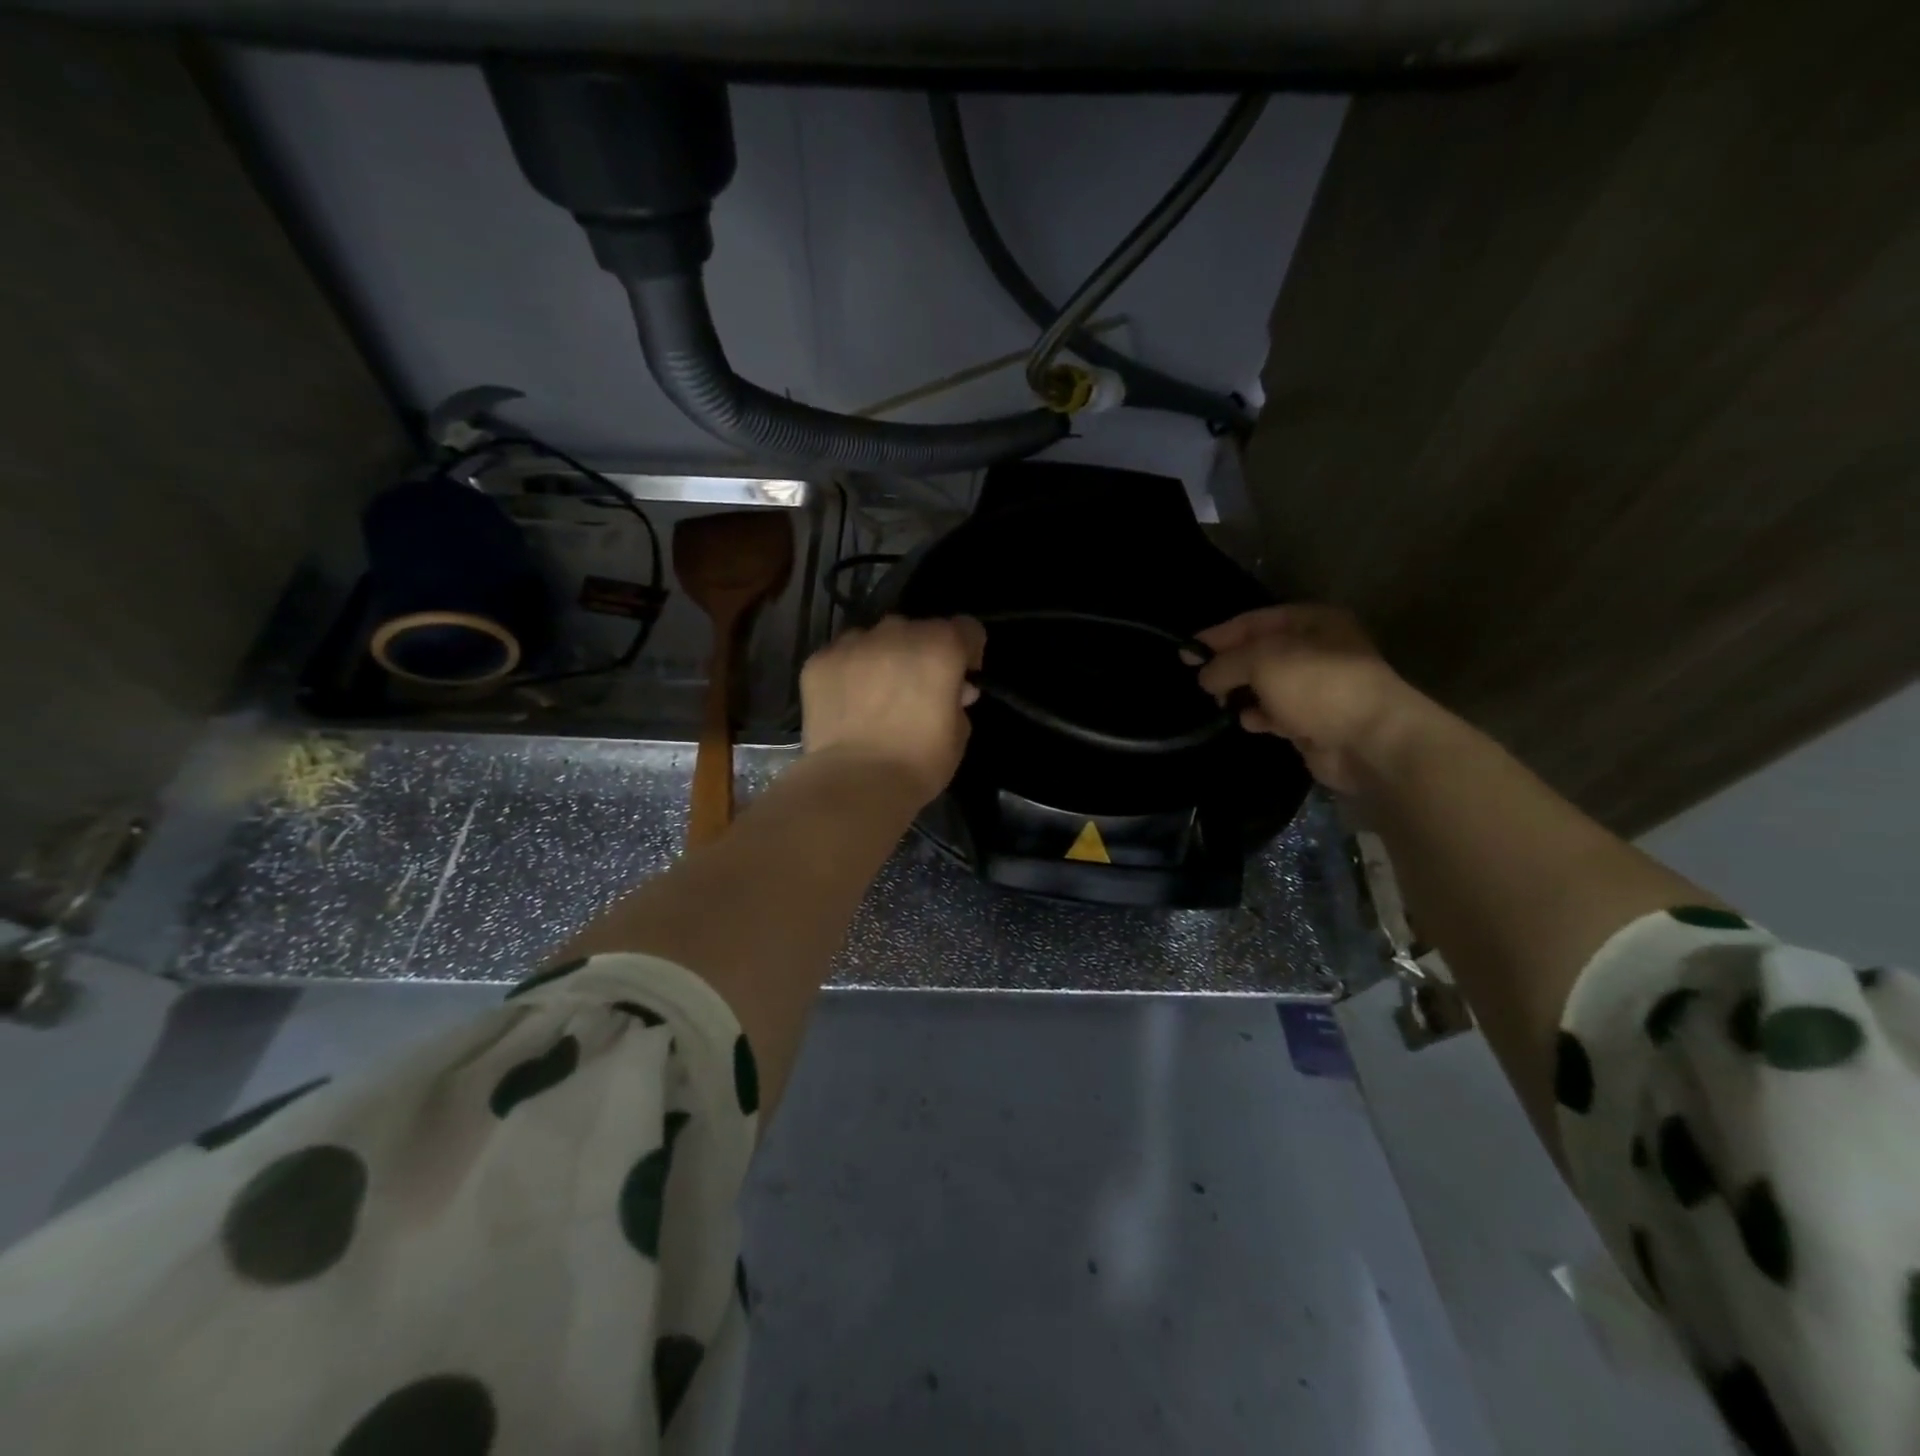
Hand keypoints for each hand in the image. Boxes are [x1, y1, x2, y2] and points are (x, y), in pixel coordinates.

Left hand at [800, 616, 985, 804]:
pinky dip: (847, 672)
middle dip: (921, 653)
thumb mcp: (959, 734)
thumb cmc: (918, 762)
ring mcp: (854, 643)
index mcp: (941, 646)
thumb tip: (953, 690)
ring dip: (882, 657)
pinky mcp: (819, 660)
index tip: (961, 677)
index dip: (968, 651)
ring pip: (875, 639)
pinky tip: (846, 703)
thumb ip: (957, 701)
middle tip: (916, 689)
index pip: (966, 628)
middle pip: (917, 630)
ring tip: (875, 694)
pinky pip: (841, 656)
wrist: (855, 782)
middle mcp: (897, 632)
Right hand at [1194, 605, 1432, 793]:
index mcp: (1312, 622)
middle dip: (1229, 666)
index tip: (1187, 652)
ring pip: (1265, 685)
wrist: (1369, 740)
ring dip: (1242, 693)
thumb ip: (1226, 663)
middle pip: (1259, 653)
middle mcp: (1316, 650)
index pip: (1254, 621)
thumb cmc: (1317, 685)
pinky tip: (1249, 722)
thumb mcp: (1262, 661)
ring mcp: (1317, 688)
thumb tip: (1204, 675)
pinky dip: (1260, 717)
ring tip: (1220, 702)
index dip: (1218, 635)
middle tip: (1200, 681)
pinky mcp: (1314, 721)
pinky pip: (1277, 713)